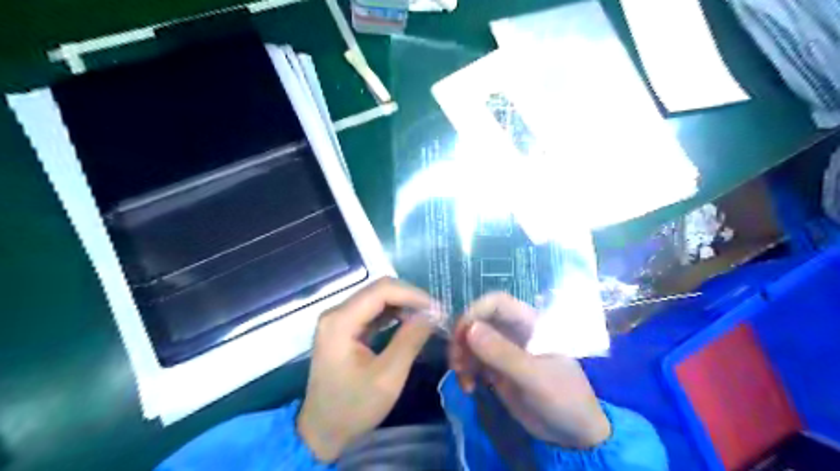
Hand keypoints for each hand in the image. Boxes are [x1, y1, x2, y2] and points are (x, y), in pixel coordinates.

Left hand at [298, 278, 435, 461]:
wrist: (321, 432)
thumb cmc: (353, 407)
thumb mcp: (387, 377)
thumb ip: (410, 340)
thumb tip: (433, 313)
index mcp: (340, 321)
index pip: (382, 290)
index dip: (413, 295)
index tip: (438, 309)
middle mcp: (336, 312)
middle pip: (379, 290)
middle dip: (410, 298)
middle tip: (436, 314)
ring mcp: (339, 319)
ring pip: (377, 298)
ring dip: (404, 305)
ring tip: (427, 318)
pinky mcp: (344, 328)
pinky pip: (372, 311)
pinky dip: (394, 314)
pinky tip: (409, 322)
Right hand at [449, 292, 615, 450]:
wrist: (574, 435)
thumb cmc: (563, 399)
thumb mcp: (534, 378)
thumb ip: (503, 354)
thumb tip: (469, 329)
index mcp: (530, 323)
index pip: (497, 303)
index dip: (475, 311)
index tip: (461, 335)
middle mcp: (515, 331)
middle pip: (479, 320)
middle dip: (463, 338)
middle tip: (456, 363)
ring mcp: (505, 350)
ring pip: (472, 340)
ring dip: (461, 356)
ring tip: (463, 380)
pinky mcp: (497, 368)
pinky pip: (473, 360)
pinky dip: (466, 371)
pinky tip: (469, 388)